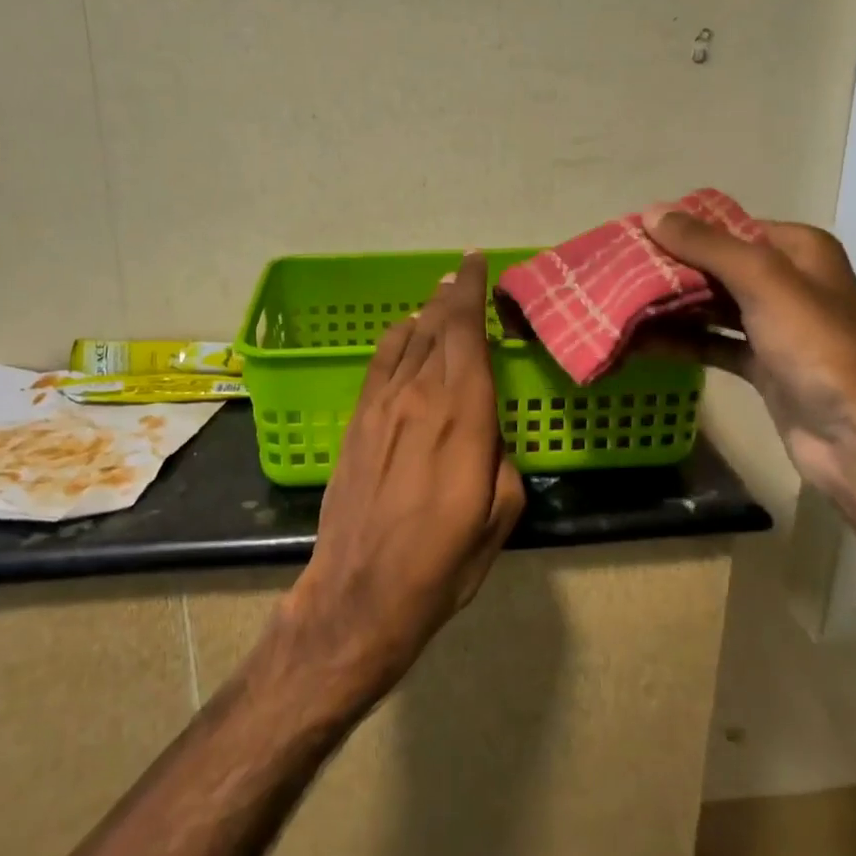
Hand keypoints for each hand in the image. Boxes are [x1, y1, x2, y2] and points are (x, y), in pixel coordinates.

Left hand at [279, 250, 524, 707]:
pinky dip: (395, 341)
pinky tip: (403, 336)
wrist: (362, 591)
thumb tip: (487, 428)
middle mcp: (419, 396)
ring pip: (405, 340)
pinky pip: (378, 365)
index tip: (477, 263)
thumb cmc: (443, 561)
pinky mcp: (356, 423)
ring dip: (425, 314)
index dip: (472, 291)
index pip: (467, 332)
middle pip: (436, 327)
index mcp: (463, 414)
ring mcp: (381, 406)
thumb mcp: (500, 513)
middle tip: (463, 274)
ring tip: (438, 299)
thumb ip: (499, 455)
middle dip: (452, 295)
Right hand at [640, 209, 855, 504]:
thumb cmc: (816, 346)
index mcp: (798, 250)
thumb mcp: (762, 281)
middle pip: (716, 267)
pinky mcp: (761, 365)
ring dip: (669, 307)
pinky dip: (680, 341)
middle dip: (668, 270)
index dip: (681, 229)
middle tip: (614, 272)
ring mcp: (774, 326)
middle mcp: (787, 282)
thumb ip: (706, 245)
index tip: (631, 235)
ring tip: (616, 304)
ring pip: (710, 306)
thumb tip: (651, 211)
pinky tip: (639, 343)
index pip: (729, 227)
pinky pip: (712, 342)